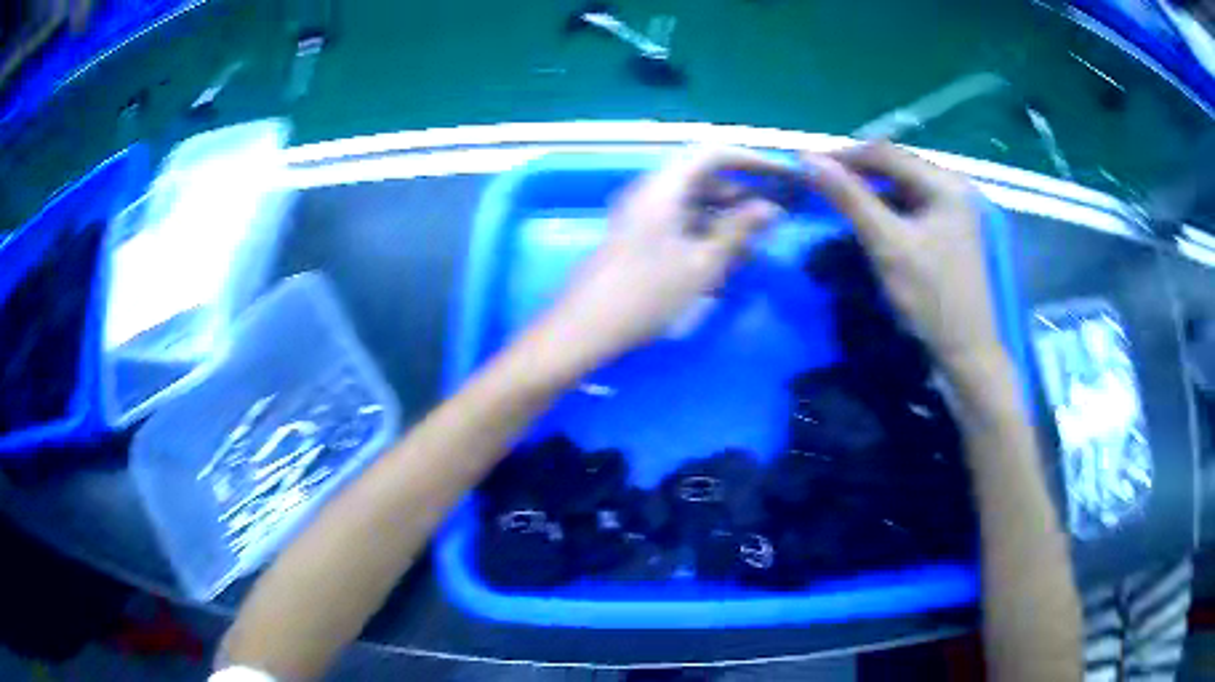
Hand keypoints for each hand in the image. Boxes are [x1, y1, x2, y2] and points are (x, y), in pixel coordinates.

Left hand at [542, 146, 786, 370]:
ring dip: (724, 216)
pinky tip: (723, 258)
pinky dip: (704, 232)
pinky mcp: (636, 236)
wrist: (584, 328)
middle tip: (773, 216)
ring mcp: (640, 214)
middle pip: (702, 177)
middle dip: (741, 193)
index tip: (781, 176)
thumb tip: (772, 209)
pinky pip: (678, 222)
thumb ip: (739, 230)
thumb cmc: (646, 293)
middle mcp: (650, 191)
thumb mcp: (702, 263)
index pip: (713, 154)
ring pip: (692, 202)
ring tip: (754, 243)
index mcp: (664, 186)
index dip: (750, 160)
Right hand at [803, 142, 1001, 369]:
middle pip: (895, 166)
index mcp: (945, 183)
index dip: (843, 155)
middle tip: (820, 183)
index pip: (885, 152)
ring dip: (870, 190)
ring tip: (838, 198)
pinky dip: (886, 207)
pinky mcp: (949, 228)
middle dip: (856, 172)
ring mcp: (953, 208)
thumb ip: (849, 198)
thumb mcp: (887, 244)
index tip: (807, 165)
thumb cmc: (931, 297)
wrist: (966, 351)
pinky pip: (911, 205)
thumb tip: (808, 159)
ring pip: (901, 186)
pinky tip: (869, 218)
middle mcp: (952, 186)